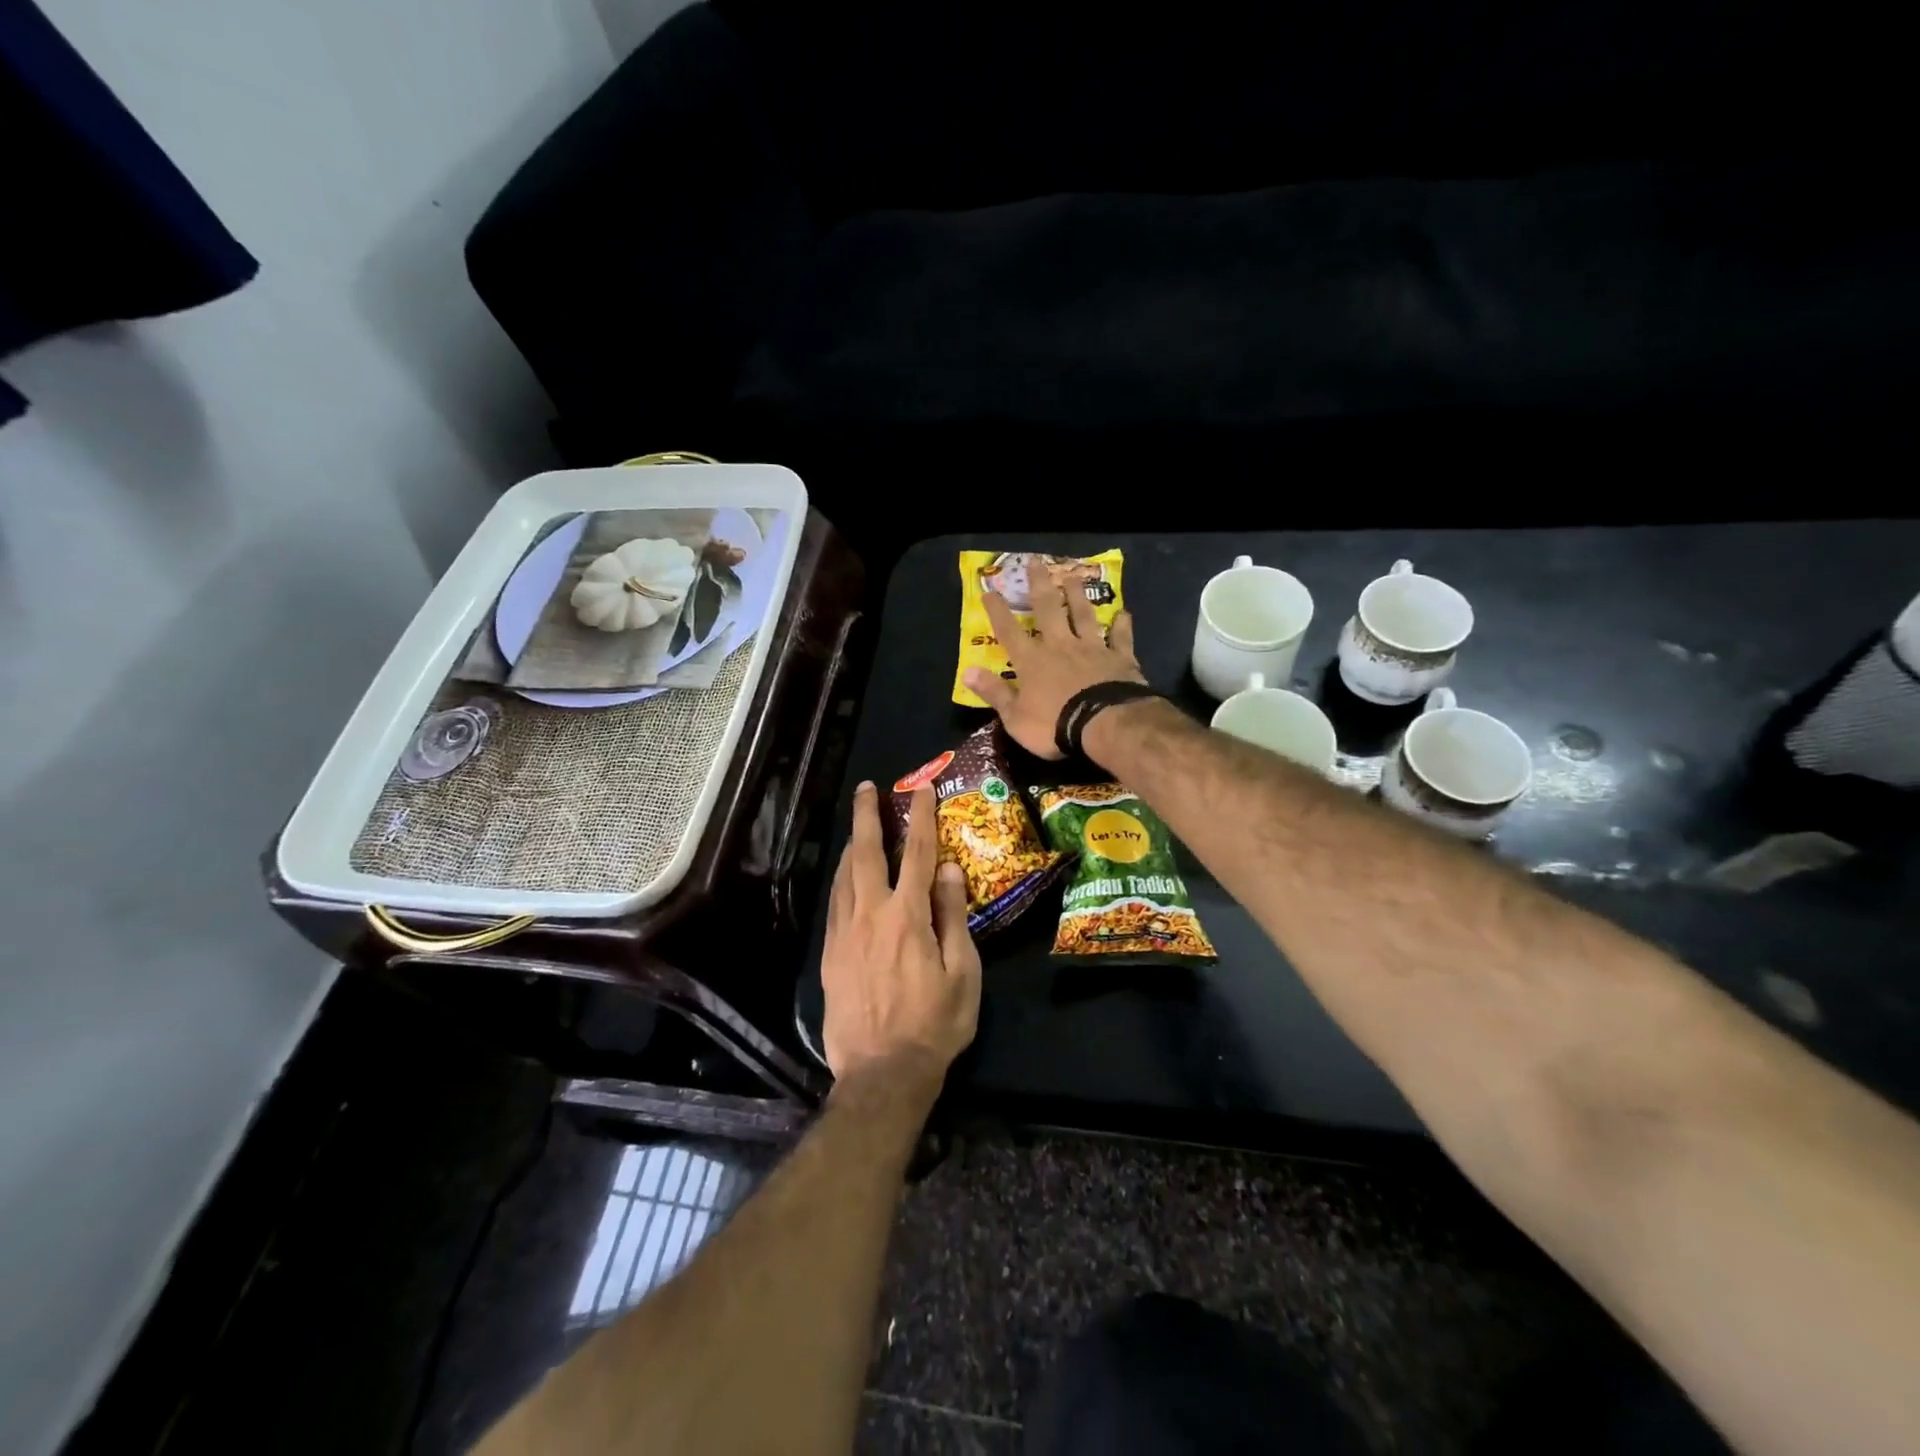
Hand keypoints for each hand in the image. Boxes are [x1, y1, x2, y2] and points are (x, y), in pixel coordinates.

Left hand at [821, 783, 980, 1091]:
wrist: (882, 1073)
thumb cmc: (934, 1025)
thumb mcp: (962, 973)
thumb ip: (953, 917)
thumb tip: (948, 870)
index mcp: (908, 916)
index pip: (916, 853)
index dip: (920, 816)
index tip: (921, 788)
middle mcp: (871, 914)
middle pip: (867, 853)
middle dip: (868, 816)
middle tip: (868, 788)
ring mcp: (845, 933)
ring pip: (844, 875)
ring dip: (852, 844)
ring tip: (858, 824)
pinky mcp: (830, 954)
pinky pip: (834, 903)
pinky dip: (841, 879)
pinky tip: (845, 875)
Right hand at [963, 582, 1144, 758]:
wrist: (1105, 724)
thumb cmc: (1054, 725)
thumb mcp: (1014, 717)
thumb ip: (994, 692)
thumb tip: (967, 672)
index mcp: (1032, 661)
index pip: (1009, 632)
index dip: (998, 611)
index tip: (989, 591)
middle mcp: (1060, 646)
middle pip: (1048, 609)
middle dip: (1040, 585)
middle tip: (1036, 562)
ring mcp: (1092, 649)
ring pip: (1083, 615)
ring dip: (1078, 595)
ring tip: (1074, 576)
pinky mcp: (1119, 658)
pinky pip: (1120, 637)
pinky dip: (1121, 625)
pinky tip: (1124, 613)